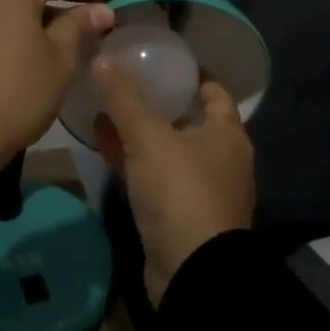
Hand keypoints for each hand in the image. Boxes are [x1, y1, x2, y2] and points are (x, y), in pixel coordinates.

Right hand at [91, 59, 255, 305]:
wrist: (193, 273)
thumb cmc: (181, 191)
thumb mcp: (148, 137)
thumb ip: (124, 98)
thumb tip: (102, 57)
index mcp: (227, 134)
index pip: (213, 91)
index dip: (191, 74)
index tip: (162, 59)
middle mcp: (221, 159)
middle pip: (188, 120)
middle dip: (157, 102)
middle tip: (124, 81)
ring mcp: (201, 190)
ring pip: (168, 150)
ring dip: (140, 133)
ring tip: (105, 109)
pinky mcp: (180, 215)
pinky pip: (155, 176)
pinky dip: (134, 160)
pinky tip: (103, 145)